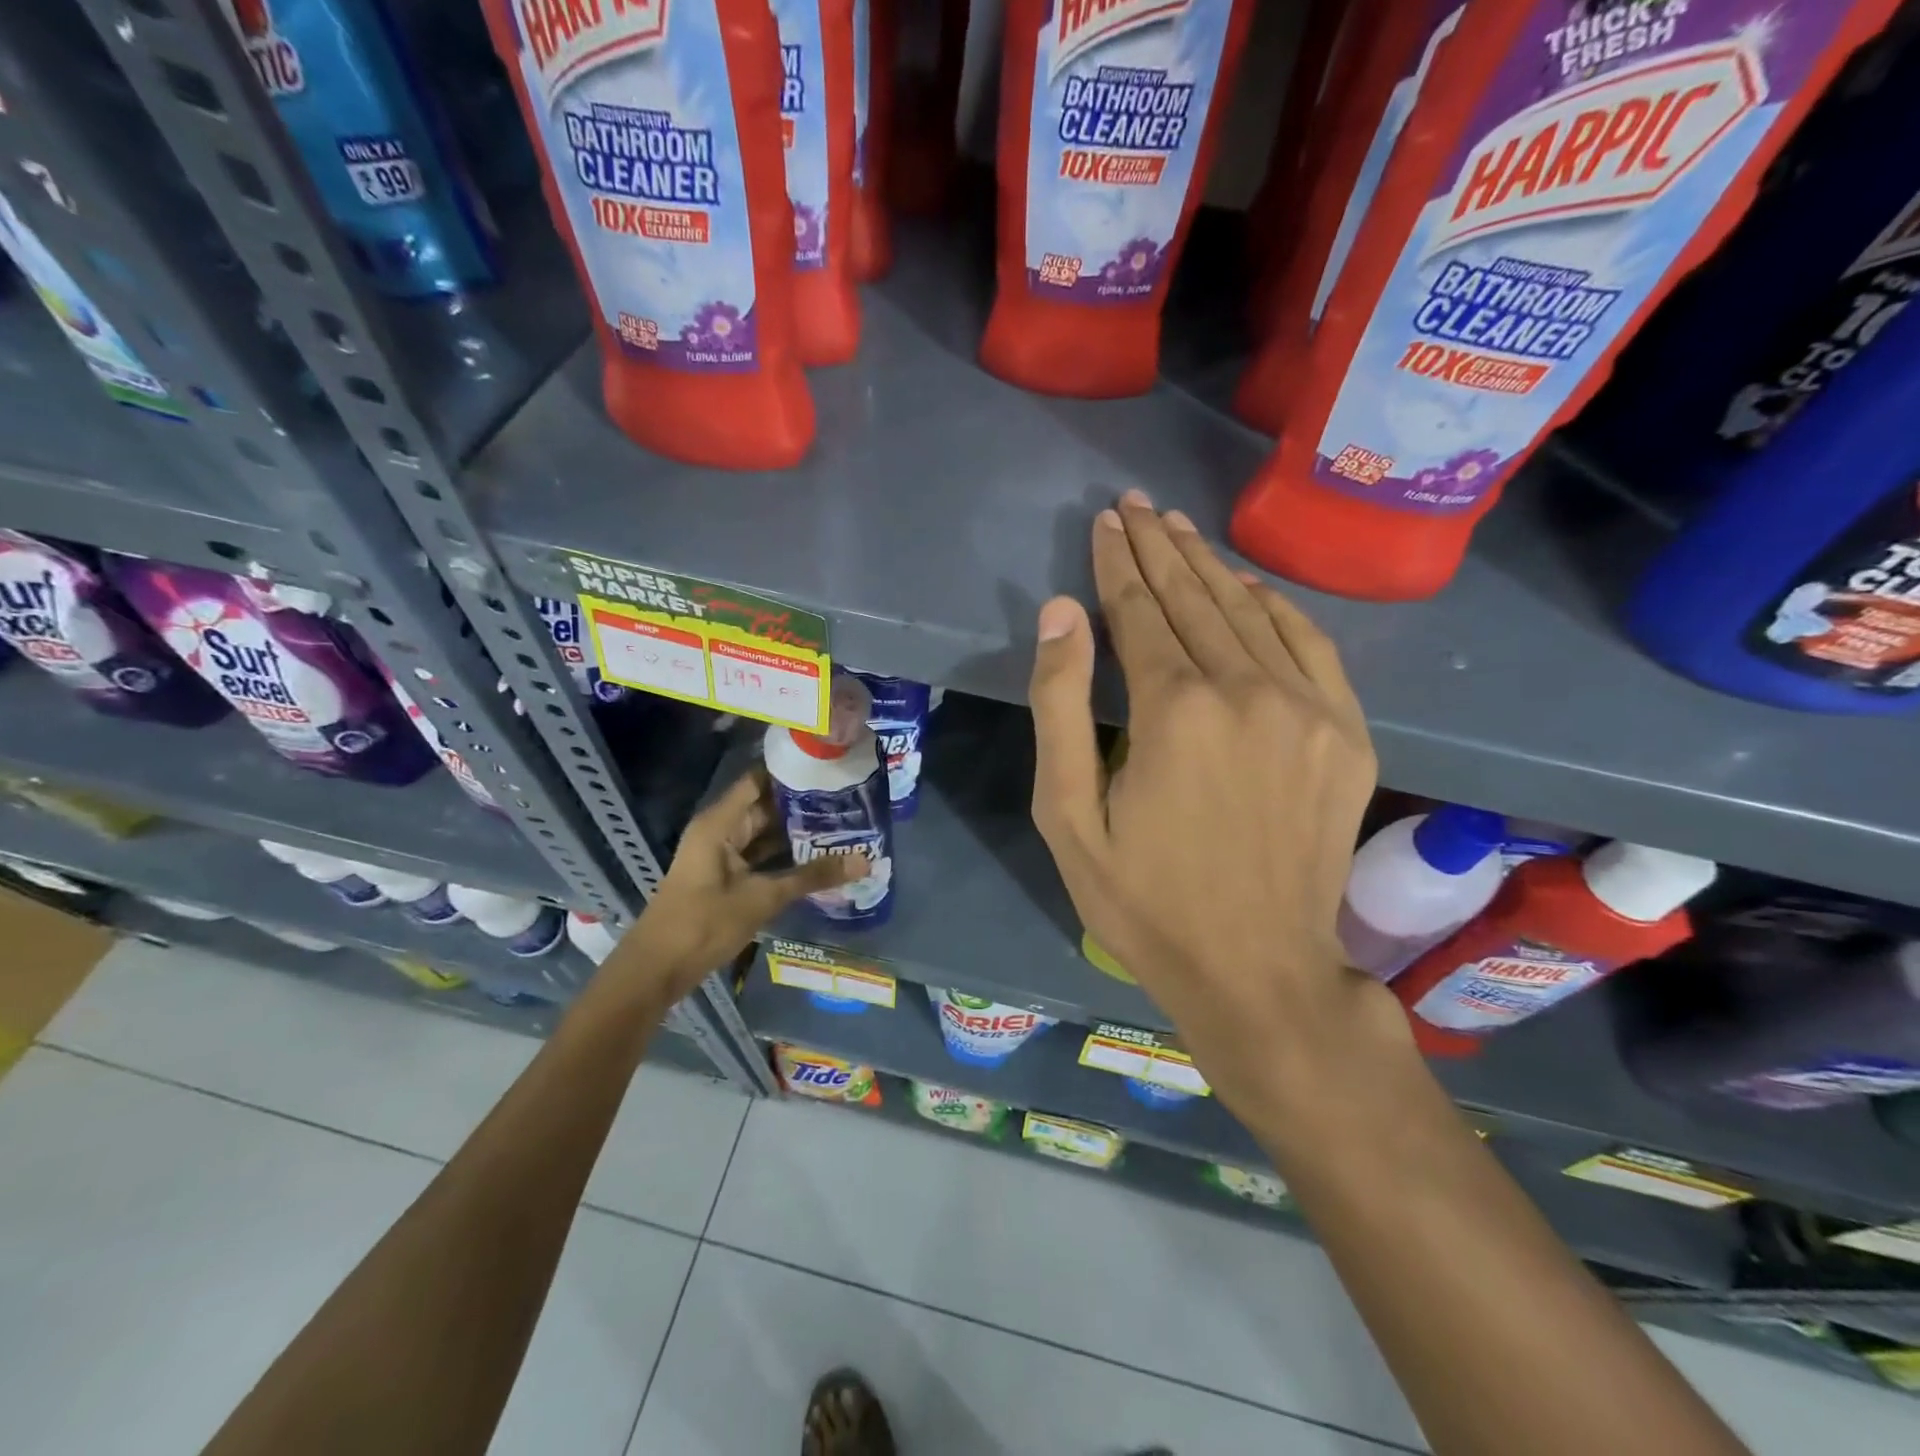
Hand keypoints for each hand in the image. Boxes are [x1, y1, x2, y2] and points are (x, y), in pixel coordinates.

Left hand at [610, 767, 858, 1002]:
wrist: (658, 969)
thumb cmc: (704, 923)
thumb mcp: (763, 897)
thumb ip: (813, 877)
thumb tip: (864, 860)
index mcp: (721, 822)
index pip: (759, 780)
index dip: (792, 771)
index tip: (830, 768)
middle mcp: (721, 830)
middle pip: (766, 806)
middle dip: (804, 804)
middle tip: (849, 800)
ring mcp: (723, 855)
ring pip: (766, 834)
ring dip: (798, 832)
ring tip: (843, 824)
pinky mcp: (727, 877)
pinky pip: (762, 856)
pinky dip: (787, 856)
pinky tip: (820, 856)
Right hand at [1028, 491, 1405, 1119]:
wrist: (1258, 971)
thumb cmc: (1144, 901)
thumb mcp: (1069, 816)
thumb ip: (1061, 707)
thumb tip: (1060, 612)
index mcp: (1174, 711)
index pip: (1137, 612)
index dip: (1117, 563)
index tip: (1106, 521)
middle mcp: (1247, 691)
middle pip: (1194, 600)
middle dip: (1159, 548)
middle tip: (1136, 505)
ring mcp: (1309, 710)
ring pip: (1250, 613)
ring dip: (1209, 567)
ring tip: (1180, 528)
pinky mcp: (1347, 735)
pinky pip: (1310, 646)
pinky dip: (1276, 607)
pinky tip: (1249, 586)